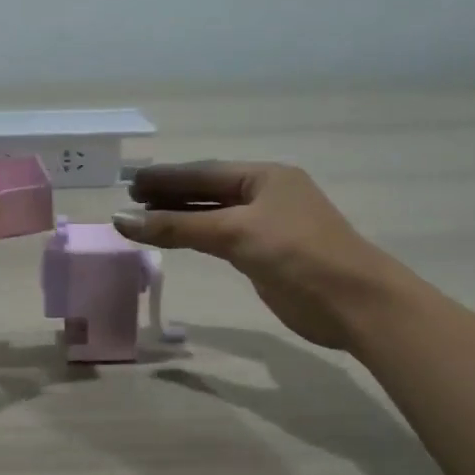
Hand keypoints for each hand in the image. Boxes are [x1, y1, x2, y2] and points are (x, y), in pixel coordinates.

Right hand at [113, 162, 400, 350]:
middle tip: (130, 200)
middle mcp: (266, 195)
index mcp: (265, 177)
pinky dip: (196, 236)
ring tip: (144, 219)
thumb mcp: (235, 234)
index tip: (130, 182)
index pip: (204, 172)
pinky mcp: (266, 255)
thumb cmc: (297, 254)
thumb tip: (122, 219)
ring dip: (180, 216)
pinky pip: (222, 238)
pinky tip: (176, 238)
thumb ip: (178, 226)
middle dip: (169, 194)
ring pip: (213, 215)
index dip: (166, 177)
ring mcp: (267, 226)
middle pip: (207, 191)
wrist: (353, 302)